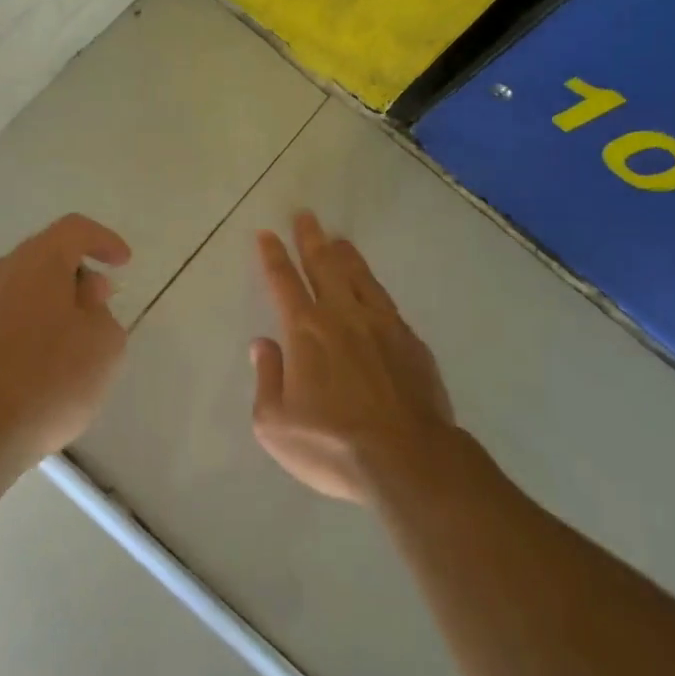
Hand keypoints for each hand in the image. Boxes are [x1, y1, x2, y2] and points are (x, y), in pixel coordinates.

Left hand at [0, 213, 131, 465]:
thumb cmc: (50, 382)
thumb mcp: (104, 345)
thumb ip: (101, 310)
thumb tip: (83, 294)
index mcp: (36, 262)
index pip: (75, 230)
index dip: (103, 240)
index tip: (123, 262)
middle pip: (42, 257)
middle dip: (74, 275)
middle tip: (98, 304)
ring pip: (18, 288)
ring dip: (46, 302)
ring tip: (67, 339)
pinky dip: (21, 326)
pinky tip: (34, 362)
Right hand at [251, 211, 456, 503]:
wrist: (407, 459)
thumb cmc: (331, 444)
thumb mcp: (275, 422)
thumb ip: (267, 377)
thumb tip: (263, 345)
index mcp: (306, 331)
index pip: (283, 282)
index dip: (273, 256)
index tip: (267, 233)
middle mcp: (343, 316)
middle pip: (323, 266)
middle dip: (311, 239)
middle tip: (305, 216)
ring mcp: (382, 325)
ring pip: (359, 277)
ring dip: (345, 255)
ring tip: (339, 239)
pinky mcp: (411, 342)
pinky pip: (386, 302)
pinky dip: (373, 286)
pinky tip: (372, 287)